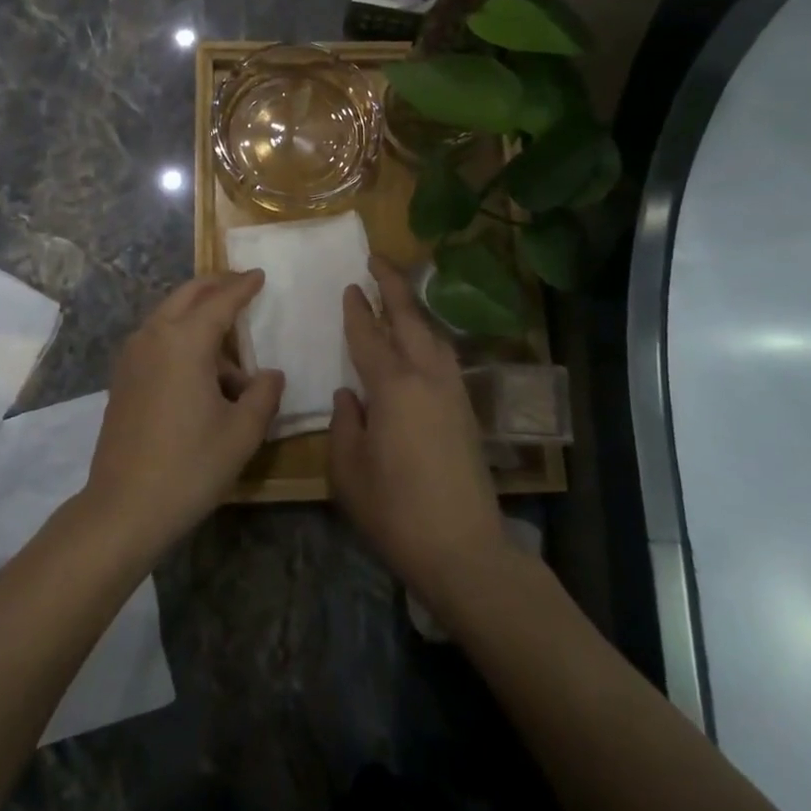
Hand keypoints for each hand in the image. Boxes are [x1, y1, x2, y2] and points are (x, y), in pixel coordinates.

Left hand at [83, 271, 284, 558]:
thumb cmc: (190, 466)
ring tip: (229, 352)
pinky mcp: (122, 377)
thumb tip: (270, 374)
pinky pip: (156, 339)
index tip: (259, 274)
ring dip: (197, 316)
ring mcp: (132, 356)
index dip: (243, 286)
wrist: (123, 508)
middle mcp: (154, 336)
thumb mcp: (242, 432)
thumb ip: (263, 394)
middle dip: (215, 286)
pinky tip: (199, 370)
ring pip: (169, 316)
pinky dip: (180, 336)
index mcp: (185, 340)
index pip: (221, 300)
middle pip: (187, 295)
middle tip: (241, 285)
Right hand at [330, 257, 506, 611]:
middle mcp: (427, 377)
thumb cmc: (396, 511)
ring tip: (397, 295)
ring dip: (413, 308)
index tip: (349, 286)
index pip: (370, 335)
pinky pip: (444, 356)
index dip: (357, 310)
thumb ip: (344, 424)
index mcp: (394, 386)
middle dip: (392, 286)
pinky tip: (420, 343)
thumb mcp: (349, 470)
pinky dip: (428, 336)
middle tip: (376, 259)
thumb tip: (350, 395)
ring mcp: (453, 392)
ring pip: (433, 334)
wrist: (465, 550)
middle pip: (410, 319)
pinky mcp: (466, 411)